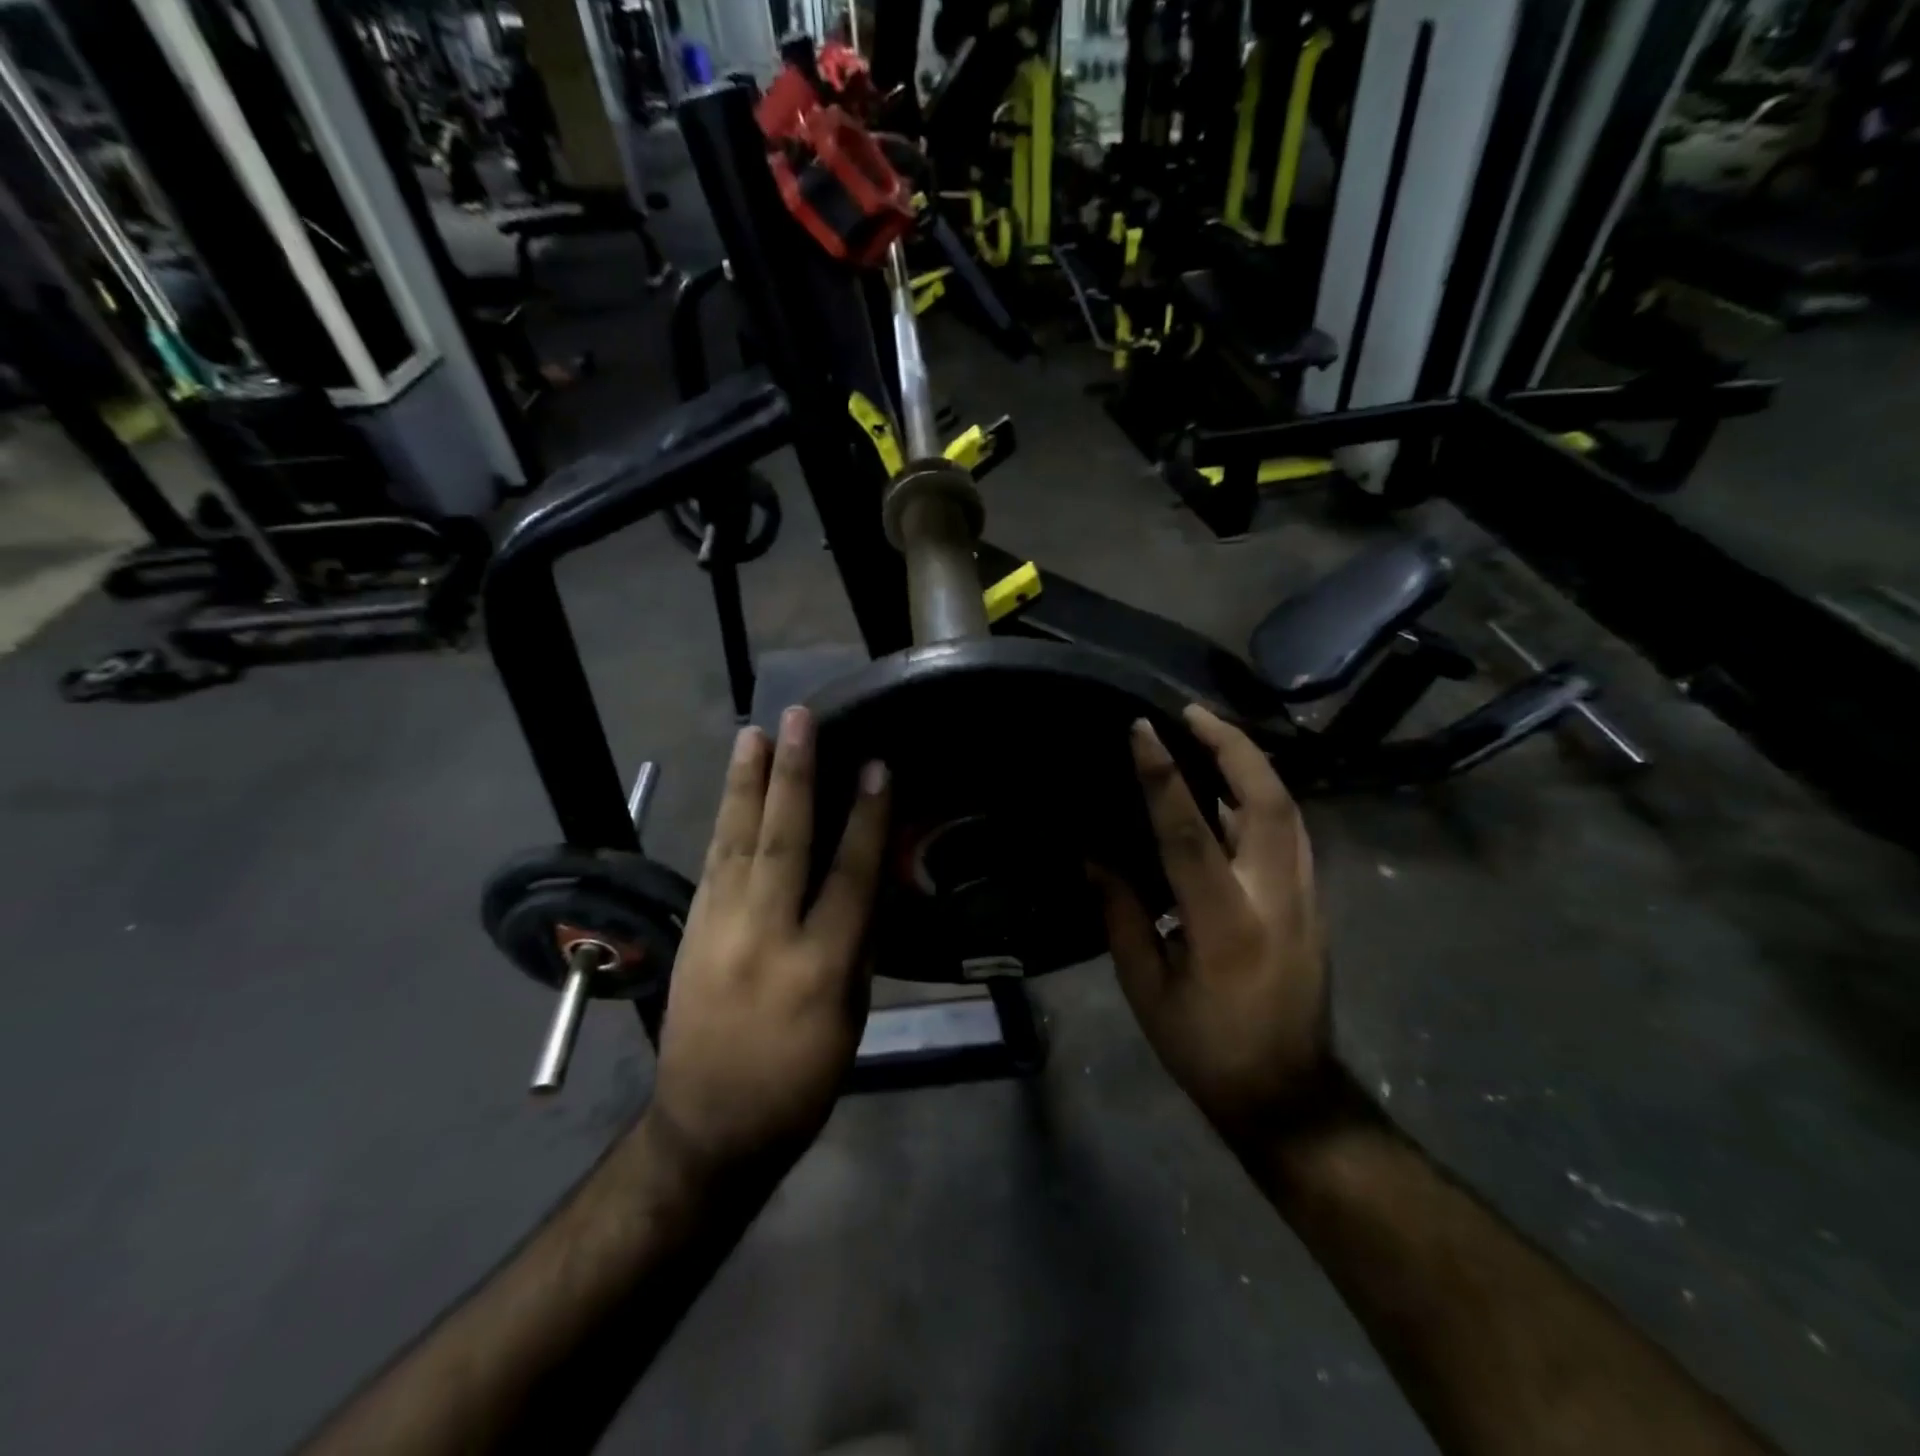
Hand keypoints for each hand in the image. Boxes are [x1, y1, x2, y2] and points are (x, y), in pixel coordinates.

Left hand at [644, 707, 889, 1182]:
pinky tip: (733, 791)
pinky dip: (725, 822)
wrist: (708, 1127)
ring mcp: (719, 932)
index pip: (849, 876)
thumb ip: (859, 945)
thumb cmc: (799, 1081)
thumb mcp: (851, 1020)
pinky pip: (713, 865)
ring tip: (753, 733)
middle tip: (797, 719)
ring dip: (747, 784)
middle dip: (793, 775)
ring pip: (735, 843)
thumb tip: (869, 879)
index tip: (875, 765)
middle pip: (782, 842)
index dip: (865, 818)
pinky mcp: (691, 933)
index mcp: (819, 968)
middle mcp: (764, 938)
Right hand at [1098, 705, 1331, 1138]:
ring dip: (1250, 763)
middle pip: (1267, 800)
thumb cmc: (1205, 1047)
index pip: (1189, 831)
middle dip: (1232, 746)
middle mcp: (1275, 898)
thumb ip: (1122, 913)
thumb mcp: (1146, 988)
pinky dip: (1262, 795)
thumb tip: (1096, 855)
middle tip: (1192, 713)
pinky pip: (1290, 831)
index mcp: (1224, 924)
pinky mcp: (1313, 902)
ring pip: (1288, 809)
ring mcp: (1305, 898)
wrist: (1288, 1095)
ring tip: (1211, 734)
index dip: (1163, 775)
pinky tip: (1232, 787)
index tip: (1143, 730)